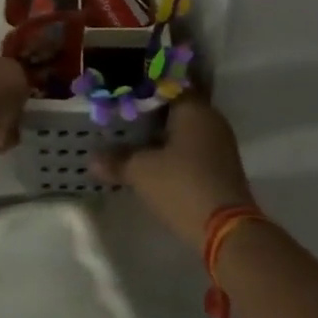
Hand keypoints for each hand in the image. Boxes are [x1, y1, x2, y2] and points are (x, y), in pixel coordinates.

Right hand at [93, 93, 254, 247]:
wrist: (226, 231)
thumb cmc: (182, 185)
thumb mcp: (141, 171)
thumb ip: (116, 160)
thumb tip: (91, 159)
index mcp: (194, 108)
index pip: (165, 86)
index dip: (140, 90)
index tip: (119, 96)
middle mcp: (210, 120)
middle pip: (174, 108)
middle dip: (148, 114)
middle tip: (119, 117)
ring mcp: (219, 145)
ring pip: (183, 130)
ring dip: (159, 135)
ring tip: (129, 139)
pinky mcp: (221, 168)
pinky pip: (191, 149)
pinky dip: (172, 151)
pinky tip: (151, 160)